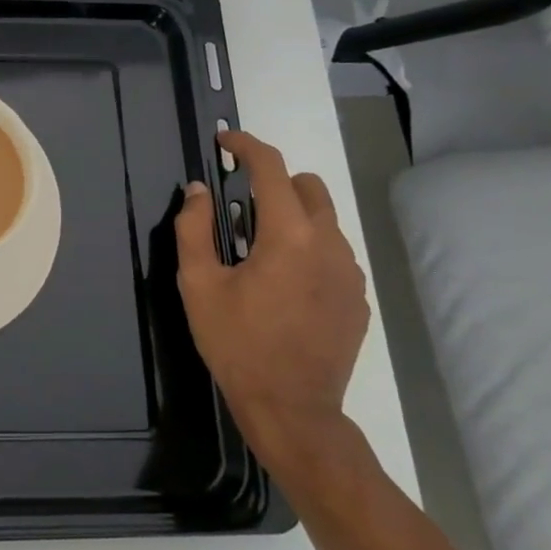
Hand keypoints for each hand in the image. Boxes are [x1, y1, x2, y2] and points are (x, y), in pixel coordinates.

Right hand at [173, 130, 368, 483]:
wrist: (292, 408)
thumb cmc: (237, 343)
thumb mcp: (199, 285)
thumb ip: (193, 229)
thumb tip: (197, 190)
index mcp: (289, 236)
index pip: (271, 169)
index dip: (246, 146)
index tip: (225, 141)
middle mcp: (330, 244)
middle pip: (308, 187)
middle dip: (274, 183)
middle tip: (239, 209)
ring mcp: (351, 273)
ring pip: (324, 221)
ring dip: (292, 219)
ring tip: (259, 254)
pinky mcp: (358, 299)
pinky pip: (334, 254)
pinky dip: (309, 251)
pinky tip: (284, 287)